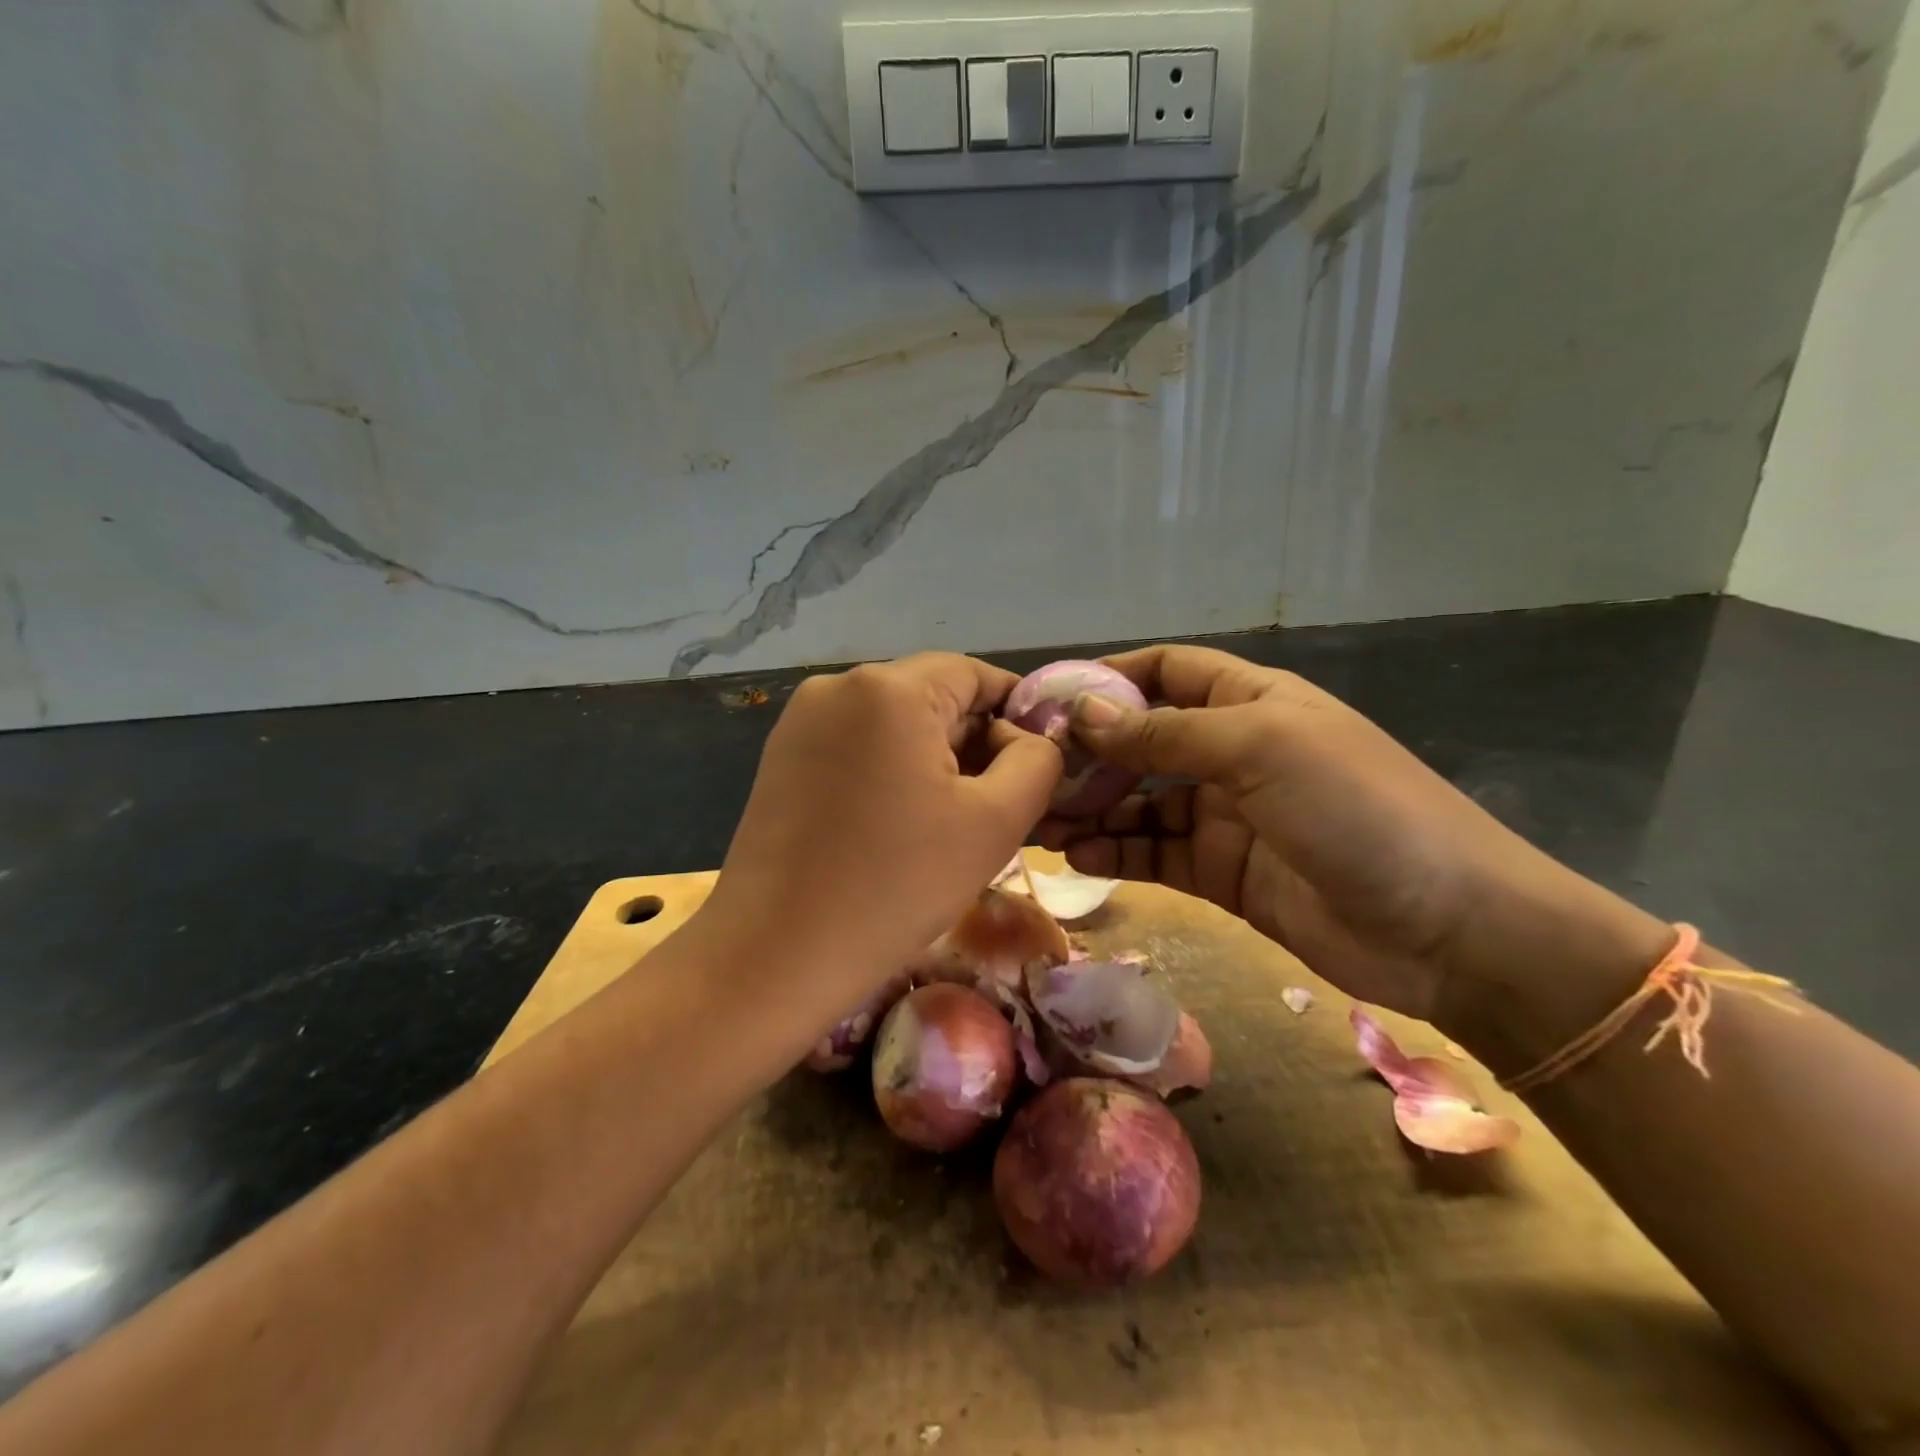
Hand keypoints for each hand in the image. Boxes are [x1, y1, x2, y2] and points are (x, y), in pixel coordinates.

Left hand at [696, 653, 1060, 1028]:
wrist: (776, 954)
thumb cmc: (897, 884)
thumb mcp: (995, 822)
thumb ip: (1037, 761)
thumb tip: (1027, 738)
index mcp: (890, 688)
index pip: (976, 674)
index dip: (1016, 714)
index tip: (1035, 767)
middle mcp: (838, 686)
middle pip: (933, 696)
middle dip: (974, 742)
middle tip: (995, 807)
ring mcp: (801, 721)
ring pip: (895, 724)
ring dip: (933, 760)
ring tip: (947, 823)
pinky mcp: (782, 757)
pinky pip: (857, 746)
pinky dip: (890, 772)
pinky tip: (896, 825)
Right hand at [1038, 645, 1670, 1041]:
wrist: (1449, 929)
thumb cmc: (1358, 809)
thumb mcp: (1258, 749)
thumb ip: (1164, 733)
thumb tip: (1081, 713)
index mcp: (1250, 701)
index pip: (1166, 671)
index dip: (1108, 678)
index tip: (1048, 699)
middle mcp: (1233, 751)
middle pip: (1142, 740)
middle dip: (1088, 755)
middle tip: (1030, 776)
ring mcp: (1225, 815)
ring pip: (1140, 802)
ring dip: (1092, 808)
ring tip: (1040, 823)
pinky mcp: (1221, 873)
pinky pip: (1155, 853)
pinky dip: (1115, 852)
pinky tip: (1078, 857)